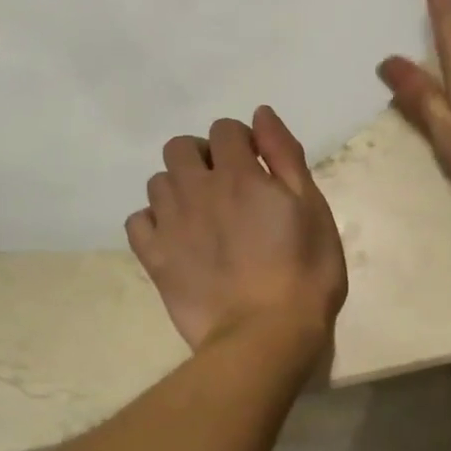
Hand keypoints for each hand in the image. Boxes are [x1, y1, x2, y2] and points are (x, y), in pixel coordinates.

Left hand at [125, 107, 347, 351]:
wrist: (267, 335)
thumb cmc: (305, 271)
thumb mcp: (313, 208)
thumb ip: (285, 156)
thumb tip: (260, 115)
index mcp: (239, 175)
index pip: (226, 129)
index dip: (242, 141)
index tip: (259, 166)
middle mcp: (197, 190)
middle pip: (180, 148)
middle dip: (203, 156)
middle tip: (228, 186)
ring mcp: (170, 225)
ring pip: (158, 182)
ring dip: (179, 186)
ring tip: (204, 215)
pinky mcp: (155, 258)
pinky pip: (138, 221)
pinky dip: (154, 221)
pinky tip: (178, 237)